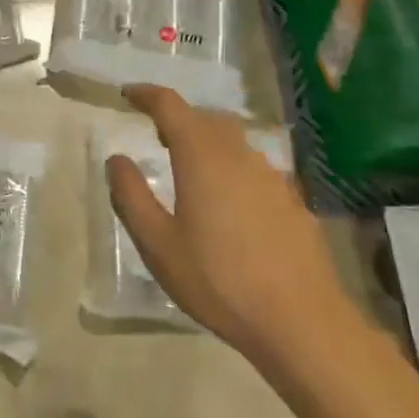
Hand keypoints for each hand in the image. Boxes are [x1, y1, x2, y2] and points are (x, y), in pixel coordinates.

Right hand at [106, 85, 363, 376]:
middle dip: (178, 118)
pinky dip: (233, 168)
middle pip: (205, 118)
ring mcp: (272, 176)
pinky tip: (230, 204)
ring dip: (207, 142)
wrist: (302, 322)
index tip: (128, 95)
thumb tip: (116, 159)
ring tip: (191, 169)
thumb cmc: (219, 281)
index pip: (170, 105)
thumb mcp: (158, 244)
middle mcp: (238, 154)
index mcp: (201, 156)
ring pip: (233, 141)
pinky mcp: (293, 200)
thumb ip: (131, 196)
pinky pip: (255, 168)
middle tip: (156, 134)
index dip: (147, 95)